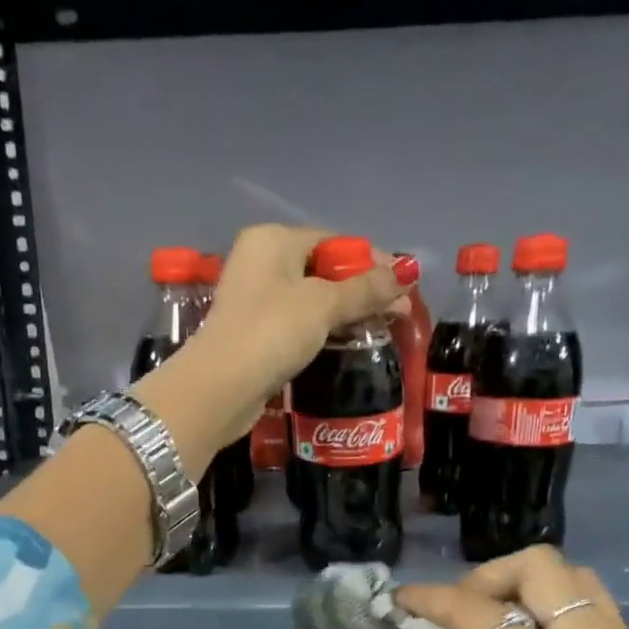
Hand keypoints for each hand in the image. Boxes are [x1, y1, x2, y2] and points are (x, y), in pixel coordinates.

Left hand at [196, 225, 410, 432]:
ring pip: (311, 300)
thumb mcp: (324, 305)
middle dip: (362, 290)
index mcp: (272, 240)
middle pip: (322, 270)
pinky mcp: (253, 335)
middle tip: (398, 313)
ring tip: (380, 330)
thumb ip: (366, 289)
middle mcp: (259, 263)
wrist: (220, 388)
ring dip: (345, 313)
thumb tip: (408, 272)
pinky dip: (322, 331)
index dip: (371, 261)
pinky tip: (346, 344)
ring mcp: (254, 301)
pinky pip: (297, 325)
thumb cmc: (272, 332)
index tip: (403, 286)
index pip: (332, 241)